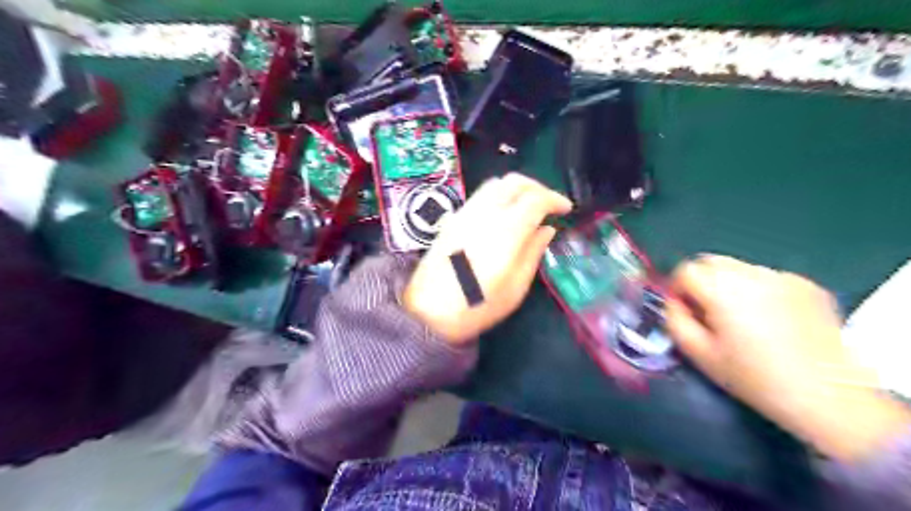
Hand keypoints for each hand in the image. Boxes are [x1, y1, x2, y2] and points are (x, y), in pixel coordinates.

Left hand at [404, 173, 566, 344]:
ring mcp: (465, 213)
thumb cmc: (477, 307)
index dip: (555, 199)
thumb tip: (547, 229)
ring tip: (528, 207)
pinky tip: (505, 214)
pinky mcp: (453, 219)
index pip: (536, 198)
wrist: (427, 313)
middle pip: (515, 182)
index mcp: (505, 230)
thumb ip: (533, 253)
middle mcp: (484, 213)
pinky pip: (481, 195)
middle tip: (549, 205)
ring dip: (517, 188)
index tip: (566, 209)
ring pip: (496, 183)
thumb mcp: (515, 288)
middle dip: (538, 187)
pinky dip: (500, 194)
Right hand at [668, 254, 905, 458]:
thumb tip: (675, 302)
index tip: (684, 310)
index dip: (677, 288)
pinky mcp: (808, 285)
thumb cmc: (752, 377)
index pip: (685, 270)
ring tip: (742, 318)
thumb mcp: (698, 353)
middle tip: (708, 312)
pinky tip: (772, 320)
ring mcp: (783, 277)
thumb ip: (675, 320)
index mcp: (722, 289)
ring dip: (730, 285)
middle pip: (711, 261)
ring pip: (739, 268)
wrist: (826, 395)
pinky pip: (768, 279)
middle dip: (701, 281)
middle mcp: (752, 274)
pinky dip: (760, 292)